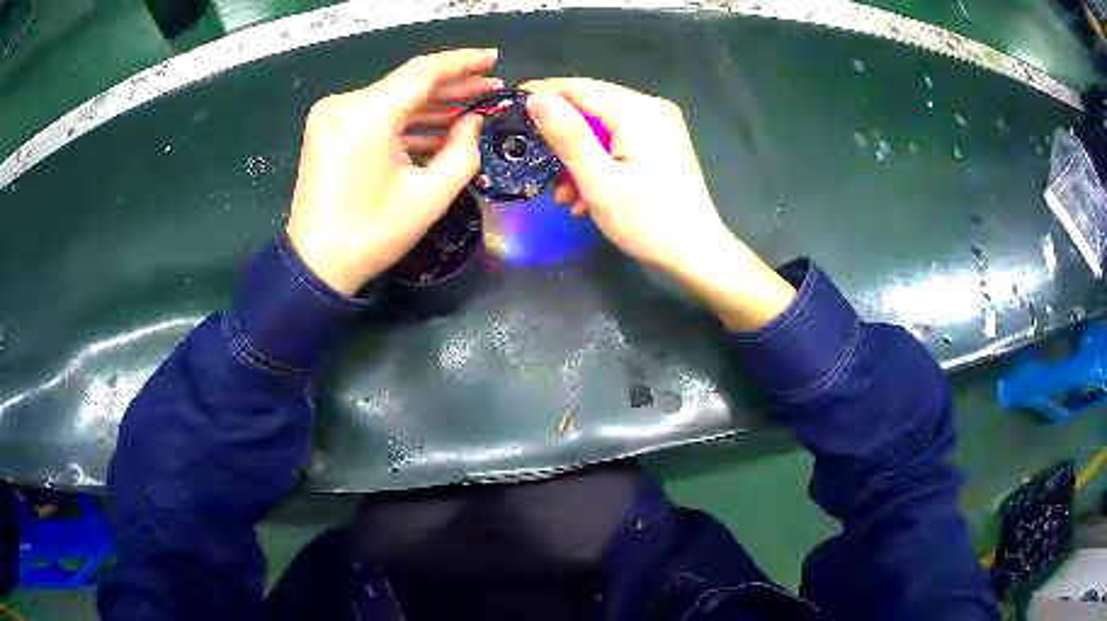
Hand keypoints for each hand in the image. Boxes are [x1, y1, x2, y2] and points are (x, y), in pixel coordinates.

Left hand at [286, 49, 502, 295]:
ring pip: (393, 99)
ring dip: (431, 106)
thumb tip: (474, 121)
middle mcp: (345, 104)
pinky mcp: (329, 129)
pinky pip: (376, 115)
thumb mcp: (430, 196)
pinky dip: (406, 121)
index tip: (493, 59)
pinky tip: (438, 127)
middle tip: (490, 90)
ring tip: (472, 109)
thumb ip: (463, 150)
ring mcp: (332, 115)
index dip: (463, 63)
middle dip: (452, 87)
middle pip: (408, 83)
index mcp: (367, 115)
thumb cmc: (373, 234)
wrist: (317, 264)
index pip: (423, 72)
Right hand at [523, 78, 794, 329]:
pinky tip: (585, 195)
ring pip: (603, 127)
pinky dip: (599, 162)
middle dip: (561, 136)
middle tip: (535, 162)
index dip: (542, 94)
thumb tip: (536, 98)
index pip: (579, 88)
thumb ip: (567, 136)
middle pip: (591, 105)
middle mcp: (652, 108)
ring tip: (563, 194)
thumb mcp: (599, 180)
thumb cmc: (648, 221)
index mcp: (638, 111)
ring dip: (578, 157)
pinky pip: (620, 141)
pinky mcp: (662, 144)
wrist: (696, 254)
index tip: (510, 107)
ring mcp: (660, 126)